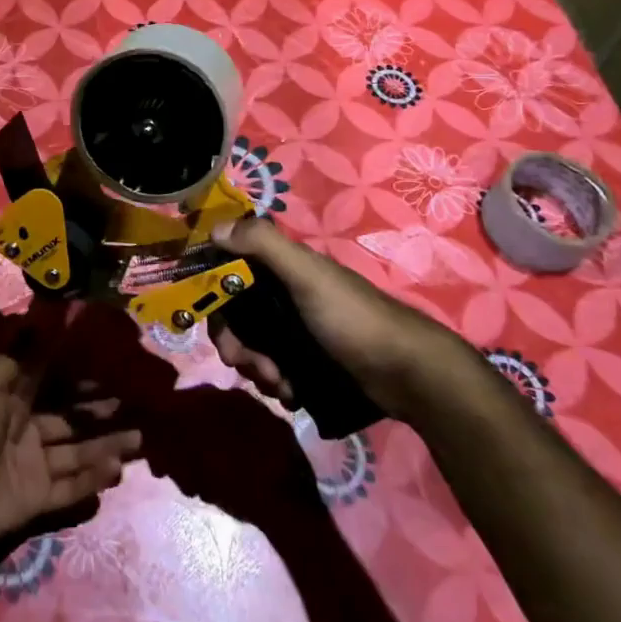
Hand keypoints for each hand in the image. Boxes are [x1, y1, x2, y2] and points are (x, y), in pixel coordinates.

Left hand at [0, 354, 141, 553]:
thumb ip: (16, 359)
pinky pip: (71, 488)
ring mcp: (33, 467)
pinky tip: (117, 467)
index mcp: (14, 400)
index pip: (54, 385)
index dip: (80, 379)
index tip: (111, 371)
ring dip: (106, 445)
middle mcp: (27, 430)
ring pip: (78, 453)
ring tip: (139, 438)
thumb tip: (43, 337)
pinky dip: (93, 479)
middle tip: (132, 405)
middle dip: (99, 412)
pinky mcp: (37, 500)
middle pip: (71, 420)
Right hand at [209, 216, 476, 422]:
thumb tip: (215, 228)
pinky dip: (276, 383)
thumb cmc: (352, 317)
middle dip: (235, 343)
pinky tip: (291, 393)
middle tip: (247, 365)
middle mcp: (284, 295)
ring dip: (256, 369)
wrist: (406, 373)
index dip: (213, 295)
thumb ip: (264, 245)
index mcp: (282, 268)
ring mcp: (296, 331)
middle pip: (236, 316)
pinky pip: (273, 370)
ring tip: (279, 383)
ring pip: (252, 347)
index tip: (213, 321)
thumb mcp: (308, 275)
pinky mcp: (307, 362)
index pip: (229, 273)